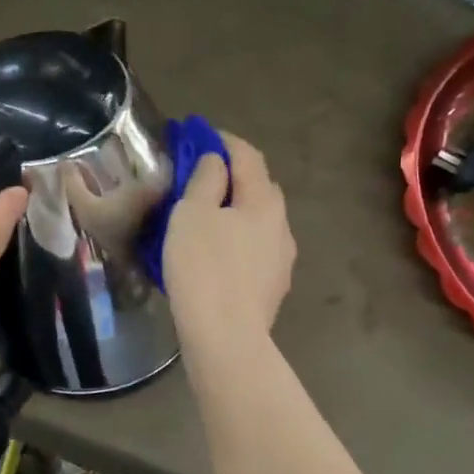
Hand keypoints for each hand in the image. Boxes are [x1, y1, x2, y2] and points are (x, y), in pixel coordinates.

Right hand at [162, 133, 294, 346]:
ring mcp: (281, 259)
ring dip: (235, 211)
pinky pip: (254, 249)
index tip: (198, 136)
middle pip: (259, 187)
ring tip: (205, 219)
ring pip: (258, 221)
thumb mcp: (192, 214)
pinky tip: (217, 255)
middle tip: (198, 177)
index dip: (223, 141)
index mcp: (264, 201)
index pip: (247, 156)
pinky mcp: (273, 286)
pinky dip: (237, 239)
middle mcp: (281, 225)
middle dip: (231, 176)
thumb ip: (205, 179)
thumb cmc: (204, 268)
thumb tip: (216, 161)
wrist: (225, 338)